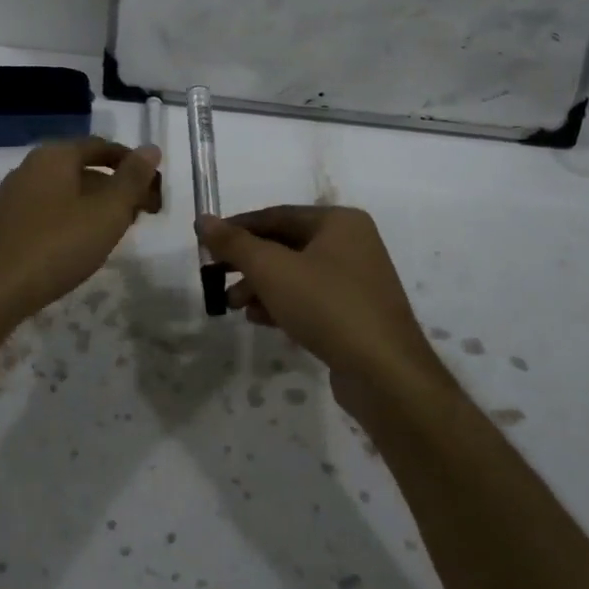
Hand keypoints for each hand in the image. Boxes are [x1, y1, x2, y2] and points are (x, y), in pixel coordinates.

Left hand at [0, 138, 162, 325]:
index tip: (155, 190)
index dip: (133, 165)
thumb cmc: (56, 246)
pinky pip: (49, 209)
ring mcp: (14, 196)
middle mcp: (31, 167)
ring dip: (97, 204)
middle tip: (142, 214)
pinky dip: (73, 218)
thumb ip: (132, 179)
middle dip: (117, 187)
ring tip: (117, 232)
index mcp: (55, 155)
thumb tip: (151, 148)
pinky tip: (81, 245)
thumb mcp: (107, 212)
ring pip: (67, 190)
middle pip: (84, 168)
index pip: (102, 147)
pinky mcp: (5, 223)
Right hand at [197, 206, 449, 417]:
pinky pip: (312, 299)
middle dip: (249, 263)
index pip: (277, 215)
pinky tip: (261, 320)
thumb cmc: (327, 306)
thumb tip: (203, 220)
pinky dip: (284, 304)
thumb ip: (235, 243)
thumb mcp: (272, 270)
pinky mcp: (357, 313)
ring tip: (234, 306)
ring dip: (262, 286)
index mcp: (338, 222)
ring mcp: (358, 280)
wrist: (385, 373)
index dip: (238, 228)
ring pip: (297, 274)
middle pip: (286, 245)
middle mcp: (352, 243)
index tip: (207, 243)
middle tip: (217, 278)